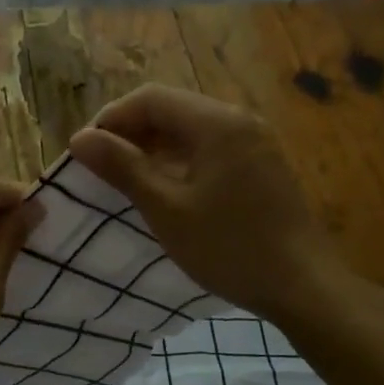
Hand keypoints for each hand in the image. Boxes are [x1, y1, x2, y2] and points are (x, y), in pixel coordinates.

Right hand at [69, 85, 369, 325]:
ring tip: (127, 180)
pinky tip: (167, 189)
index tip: (86, 152)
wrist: (303, 285)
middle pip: (172, 109)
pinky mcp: (262, 165)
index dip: (111, 118)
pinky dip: (181, 160)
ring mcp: (255, 142)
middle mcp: (239, 120)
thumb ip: (123, 168)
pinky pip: (211, 148)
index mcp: (216, 123)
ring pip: (191, 129)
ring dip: (155, 147)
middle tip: (102, 167)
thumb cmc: (229, 247)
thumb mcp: (167, 209)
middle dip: (131, 132)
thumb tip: (80, 138)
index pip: (150, 99)